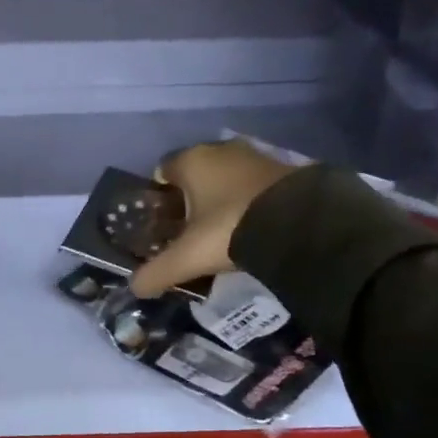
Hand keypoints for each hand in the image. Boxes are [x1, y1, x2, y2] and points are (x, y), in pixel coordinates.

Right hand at [130, 141, 291, 298]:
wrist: (302, 223)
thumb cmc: (230, 228)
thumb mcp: (189, 256)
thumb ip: (158, 271)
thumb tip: (135, 288)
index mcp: (191, 160)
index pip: (162, 171)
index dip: (159, 196)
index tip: (162, 223)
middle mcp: (220, 149)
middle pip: (195, 173)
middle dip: (191, 198)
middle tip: (192, 231)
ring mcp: (255, 155)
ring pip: (226, 177)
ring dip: (223, 198)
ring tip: (225, 232)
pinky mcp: (286, 167)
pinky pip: (255, 183)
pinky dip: (250, 200)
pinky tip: (254, 225)